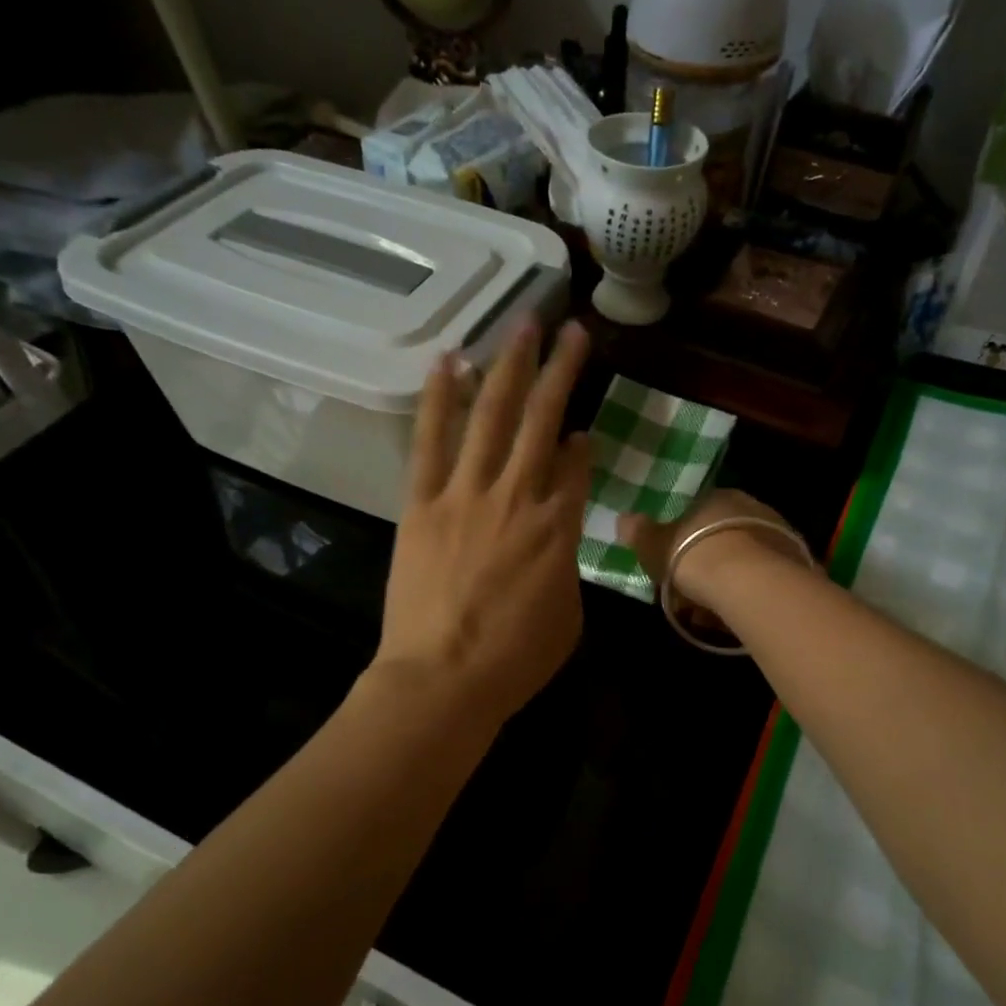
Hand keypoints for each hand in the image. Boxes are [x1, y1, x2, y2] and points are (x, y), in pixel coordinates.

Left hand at [375, 318, 593, 728]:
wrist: (442, 681)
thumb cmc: (515, 659)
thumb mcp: (568, 614)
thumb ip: (567, 561)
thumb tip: (561, 528)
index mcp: (560, 527)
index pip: (578, 465)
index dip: (583, 441)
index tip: (583, 428)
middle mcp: (518, 496)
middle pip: (542, 420)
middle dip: (560, 371)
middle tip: (572, 331)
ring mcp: (466, 494)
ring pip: (492, 416)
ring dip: (508, 366)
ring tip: (522, 325)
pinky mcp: (422, 503)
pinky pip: (432, 440)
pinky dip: (440, 398)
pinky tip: (449, 360)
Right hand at [619, 488, 801, 615]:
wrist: (750, 582)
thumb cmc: (695, 554)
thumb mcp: (655, 544)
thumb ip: (639, 532)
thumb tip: (623, 519)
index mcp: (721, 497)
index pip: (699, 515)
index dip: (682, 542)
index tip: (672, 568)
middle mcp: (754, 510)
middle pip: (722, 541)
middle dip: (704, 569)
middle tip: (687, 597)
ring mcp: (779, 538)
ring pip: (743, 565)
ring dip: (724, 588)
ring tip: (707, 616)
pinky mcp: (794, 568)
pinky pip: (761, 584)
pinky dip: (745, 599)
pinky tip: (731, 620)